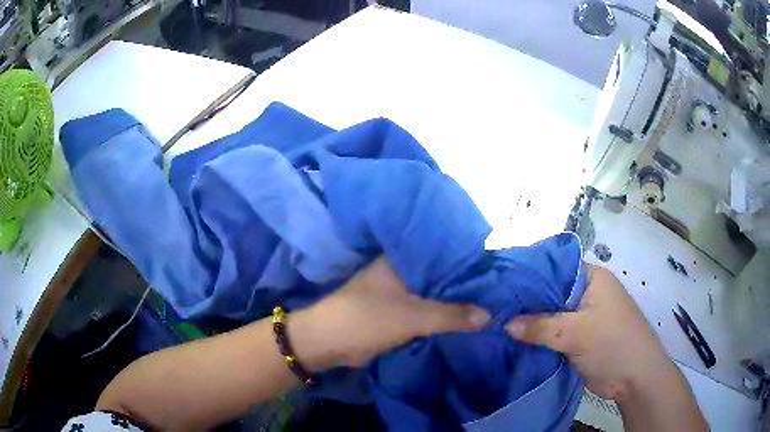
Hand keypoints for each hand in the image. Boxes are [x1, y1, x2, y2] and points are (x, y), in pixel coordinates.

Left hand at [290, 257, 489, 370]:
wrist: (329, 343)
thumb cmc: (367, 320)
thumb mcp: (413, 317)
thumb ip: (452, 315)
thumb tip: (490, 315)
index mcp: (402, 257)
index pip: (443, 250)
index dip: (468, 258)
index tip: (495, 265)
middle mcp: (401, 267)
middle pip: (440, 272)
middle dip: (464, 280)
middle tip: (497, 285)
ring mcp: (398, 288)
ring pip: (434, 289)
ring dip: (454, 296)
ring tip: (488, 297)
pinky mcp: (396, 307)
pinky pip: (426, 305)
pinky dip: (442, 309)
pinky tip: (465, 313)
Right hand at [505, 264, 670, 401]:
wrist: (634, 378)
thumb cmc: (612, 343)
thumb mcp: (575, 333)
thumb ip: (540, 326)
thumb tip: (503, 323)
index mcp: (592, 278)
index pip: (554, 268)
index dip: (528, 275)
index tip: (498, 284)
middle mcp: (587, 293)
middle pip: (550, 293)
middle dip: (525, 302)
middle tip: (491, 307)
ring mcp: (583, 317)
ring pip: (550, 315)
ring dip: (530, 323)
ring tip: (495, 324)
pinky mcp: (579, 338)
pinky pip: (553, 334)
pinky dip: (538, 338)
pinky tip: (513, 342)